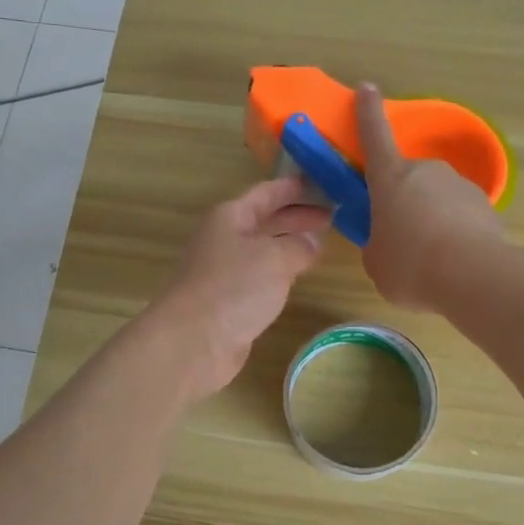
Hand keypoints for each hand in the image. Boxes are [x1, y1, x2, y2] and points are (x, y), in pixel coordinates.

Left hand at [148, 176, 329, 399]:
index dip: (292, 187)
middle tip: (330, 215)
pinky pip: (259, 276)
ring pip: (262, 249)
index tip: (320, 182)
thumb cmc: (233, 287)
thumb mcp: (275, 258)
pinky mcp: (227, 300)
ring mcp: (223, 271)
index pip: (265, 193)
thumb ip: (299, 245)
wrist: (193, 341)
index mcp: (229, 217)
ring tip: (320, 244)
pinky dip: (279, 272)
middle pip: (264, 220)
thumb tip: (312, 241)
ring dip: (289, 245)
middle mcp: (223, 239)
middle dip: (295, 217)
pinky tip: (296, 277)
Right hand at [356, 82, 507, 309]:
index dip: (368, 111)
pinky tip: (454, 262)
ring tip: (431, 258)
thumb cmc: (410, 265)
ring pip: (437, 198)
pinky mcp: (486, 206)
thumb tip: (388, 243)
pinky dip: (455, 233)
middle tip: (401, 237)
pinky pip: (461, 216)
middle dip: (404, 201)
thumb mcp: (376, 261)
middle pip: (408, 179)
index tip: (368, 88)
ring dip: (431, 219)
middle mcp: (426, 171)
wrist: (474, 277)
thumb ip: (377, 245)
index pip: (374, 136)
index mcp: (390, 178)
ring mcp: (459, 185)